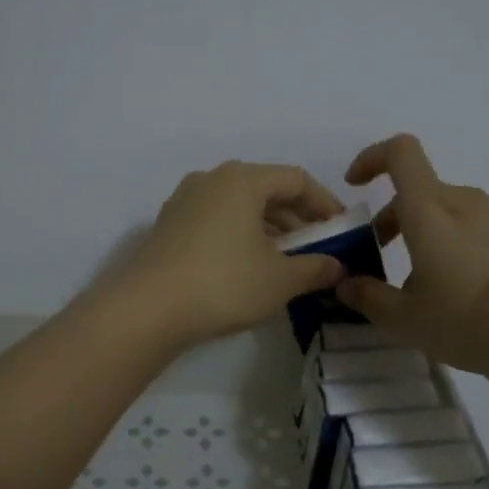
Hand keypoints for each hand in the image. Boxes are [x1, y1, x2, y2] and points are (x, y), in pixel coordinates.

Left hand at [115, 161, 350, 347]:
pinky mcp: (168, 225)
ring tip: (286, 261)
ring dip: (268, 228)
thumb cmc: (223, 283)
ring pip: (239, 206)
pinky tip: (249, 266)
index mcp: (242, 179)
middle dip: (296, 218)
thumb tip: (338, 267)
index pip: (296, 179)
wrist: (147, 309)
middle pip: (266, 189)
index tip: (341, 229)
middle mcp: (211, 179)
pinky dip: (240, 235)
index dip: (325, 203)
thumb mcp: (280, 279)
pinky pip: (216, 220)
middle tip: (317, 247)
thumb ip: (315, 268)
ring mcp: (185, 201)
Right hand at [336, 134, 488, 376]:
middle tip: (386, 259)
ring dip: (433, 235)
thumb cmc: (469, 317)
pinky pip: (484, 230)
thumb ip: (370, 299)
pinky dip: (466, 246)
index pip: (400, 153)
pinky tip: (473, 290)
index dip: (373, 159)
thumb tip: (346, 284)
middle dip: (396, 218)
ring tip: (433, 285)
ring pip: (454, 213)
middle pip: (422, 193)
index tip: (356, 185)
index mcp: (429, 209)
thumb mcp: (408, 320)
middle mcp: (465, 201)